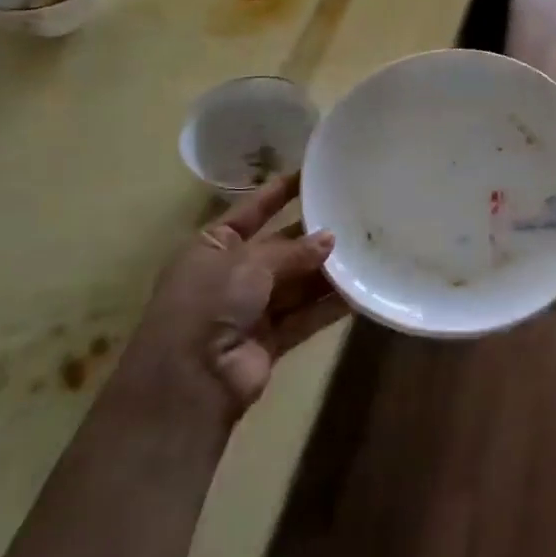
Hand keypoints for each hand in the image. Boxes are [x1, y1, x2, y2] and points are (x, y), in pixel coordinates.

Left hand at [125, 174, 346, 427]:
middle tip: (352, 217)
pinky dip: (329, 305)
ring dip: (325, 272)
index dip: (278, 193)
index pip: (250, 210)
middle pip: (278, 248)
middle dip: (311, 237)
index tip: (310, 174)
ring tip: (365, 249)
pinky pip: (305, 316)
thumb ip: (292, 250)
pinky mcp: (269, 341)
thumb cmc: (209, 302)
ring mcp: (249, 310)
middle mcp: (229, 275)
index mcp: (211, 246)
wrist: (190, 382)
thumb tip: (330, 239)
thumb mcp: (248, 262)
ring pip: (295, 283)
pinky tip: (359, 291)